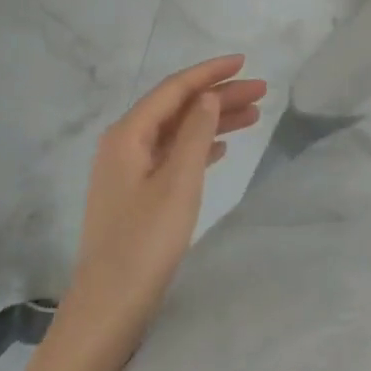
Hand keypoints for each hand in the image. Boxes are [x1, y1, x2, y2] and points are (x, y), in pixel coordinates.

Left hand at [70, 55, 265, 323]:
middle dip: (219, 96)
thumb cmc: (145, 241)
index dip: (210, 72)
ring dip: (214, 120)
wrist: (109, 309)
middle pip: (178, 107)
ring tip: (254, 116)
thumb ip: (196, 132)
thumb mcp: (179, 181)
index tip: (244, 61)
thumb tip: (208, 96)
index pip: (175, 88)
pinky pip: (174, 154)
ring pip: (178, 131)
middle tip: (261, 91)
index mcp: (128, 134)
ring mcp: (128, 170)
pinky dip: (200, 145)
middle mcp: (124, 144)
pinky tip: (223, 147)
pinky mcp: (136, 194)